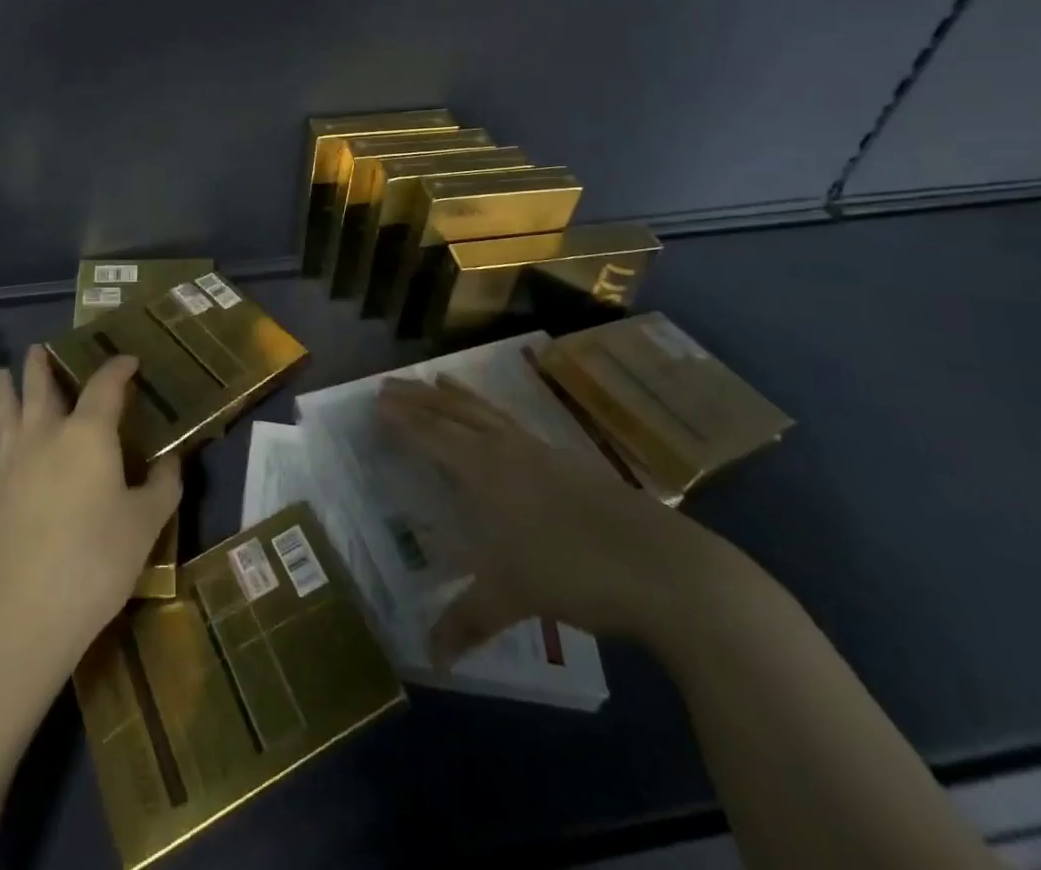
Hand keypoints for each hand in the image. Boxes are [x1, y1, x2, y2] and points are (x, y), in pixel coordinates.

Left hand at [0, 346, 181, 676]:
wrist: (23, 610)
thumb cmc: (96, 559)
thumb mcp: (145, 524)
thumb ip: (161, 488)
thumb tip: (171, 464)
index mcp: (89, 433)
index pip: (105, 386)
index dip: (118, 369)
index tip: (129, 361)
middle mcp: (47, 436)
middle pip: (41, 389)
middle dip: (41, 366)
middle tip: (38, 348)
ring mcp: (14, 464)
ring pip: (8, 413)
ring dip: (7, 390)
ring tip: (2, 373)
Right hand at [378, 374, 745, 664]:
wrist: (665, 567)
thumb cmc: (573, 571)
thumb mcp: (512, 597)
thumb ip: (467, 622)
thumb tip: (431, 660)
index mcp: (484, 469)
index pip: (432, 434)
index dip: (403, 418)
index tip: (375, 400)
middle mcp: (507, 450)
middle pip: (454, 412)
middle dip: (420, 397)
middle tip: (390, 383)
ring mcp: (542, 452)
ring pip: (488, 412)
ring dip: (457, 396)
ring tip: (439, 380)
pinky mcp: (571, 464)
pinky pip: (515, 425)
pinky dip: (492, 414)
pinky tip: (501, 427)